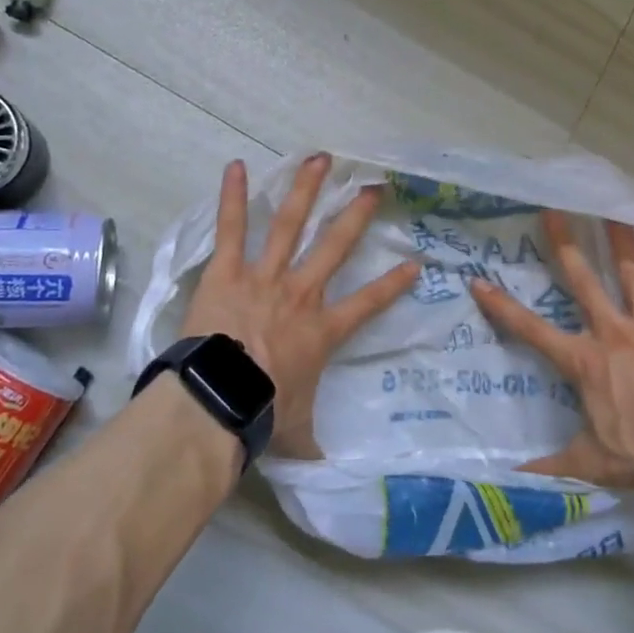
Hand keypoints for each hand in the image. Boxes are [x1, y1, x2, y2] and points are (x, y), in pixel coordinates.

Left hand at [180, 154, 417, 459]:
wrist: (218, 401)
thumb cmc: (262, 415)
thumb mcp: (297, 435)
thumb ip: (313, 446)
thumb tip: (327, 475)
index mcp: (322, 330)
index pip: (369, 304)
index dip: (394, 284)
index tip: (415, 262)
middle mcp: (300, 293)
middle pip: (335, 246)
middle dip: (357, 215)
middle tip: (375, 187)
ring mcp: (264, 277)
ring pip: (290, 224)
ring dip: (307, 190)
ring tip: (321, 158)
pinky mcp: (227, 272)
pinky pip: (232, 229)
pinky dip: (234, 197)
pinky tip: (236, 165)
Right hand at [471, 212, 633, 486]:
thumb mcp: (591, 463)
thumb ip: (552, 467)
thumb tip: (512, 480)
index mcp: (585, 361)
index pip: (532, 331)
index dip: (503, 307)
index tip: (479, 281)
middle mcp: (614, 334)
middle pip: (584, 283)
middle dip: (566, 247)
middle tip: (553, 211)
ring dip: (625, 246)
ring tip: (617, 213)